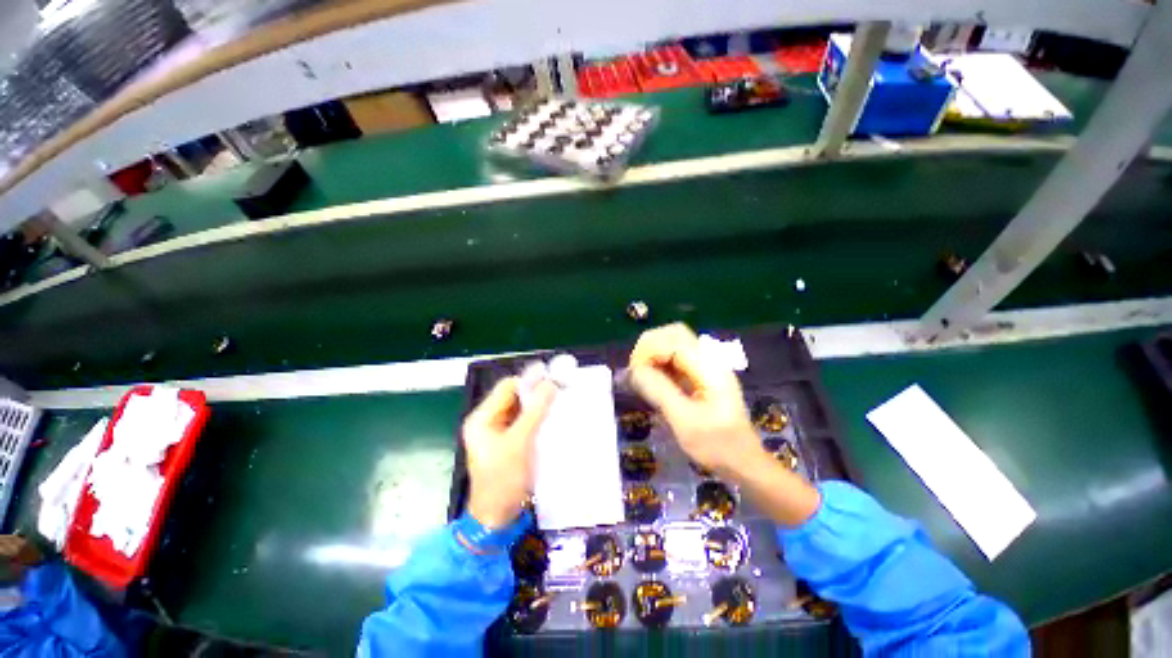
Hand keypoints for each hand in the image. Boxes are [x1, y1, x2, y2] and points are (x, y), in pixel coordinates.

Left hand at [463, 376, 556, 528]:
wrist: (497, 517)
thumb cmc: (503, 479)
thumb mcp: (520, 442)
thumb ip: (535, 411)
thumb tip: (551, 384)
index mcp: (482, 418)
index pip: (507, 387)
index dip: (529, 382)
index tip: (553, 381)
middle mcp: (487, 421)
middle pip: (514, 397)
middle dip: (535, 394)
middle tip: (559, 391)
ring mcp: (497, 432)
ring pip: (521, 409)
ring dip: (538, 406)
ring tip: (558, 403)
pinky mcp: (508, 442)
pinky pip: (524, 422)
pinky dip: (537, 418)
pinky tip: (552, 418)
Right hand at [627, 323, 763, 479]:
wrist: (743, 461)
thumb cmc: (717, 445)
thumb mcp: (684, 421)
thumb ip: (659, 391)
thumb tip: (635, 370)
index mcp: (708, 367)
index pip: (673, 339)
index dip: (649, 350)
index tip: (635, 373)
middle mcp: (708, 359)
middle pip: (673, 333)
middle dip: (649, 346)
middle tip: (636, 370)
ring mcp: (705, 365)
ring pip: (673, 343)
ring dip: (653, 354)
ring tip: (641, 376)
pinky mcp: (700, 374)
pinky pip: (675, 358)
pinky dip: (659, 363)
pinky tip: (652, 381)